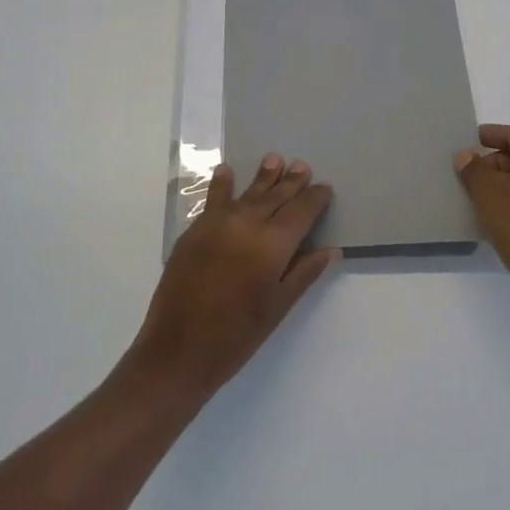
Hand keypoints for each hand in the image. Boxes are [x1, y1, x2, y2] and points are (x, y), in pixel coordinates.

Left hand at [126, 155, 339, 401]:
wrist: (178, 351)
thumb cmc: (236, 337)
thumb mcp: (278, 308)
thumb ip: (304, 273)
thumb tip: (331, 249)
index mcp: (272, 245)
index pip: (301, 212)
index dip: (314, 198)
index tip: (325, 187)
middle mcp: (247, 224)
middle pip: (275, 197)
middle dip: (291, 182)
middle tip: (302, 166)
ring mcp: (218, 223)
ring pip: (248, 193)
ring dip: (263, 176)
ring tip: (275, 158)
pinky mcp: (195, 230)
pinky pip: (214, 199)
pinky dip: (222, 184)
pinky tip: (226, 170)